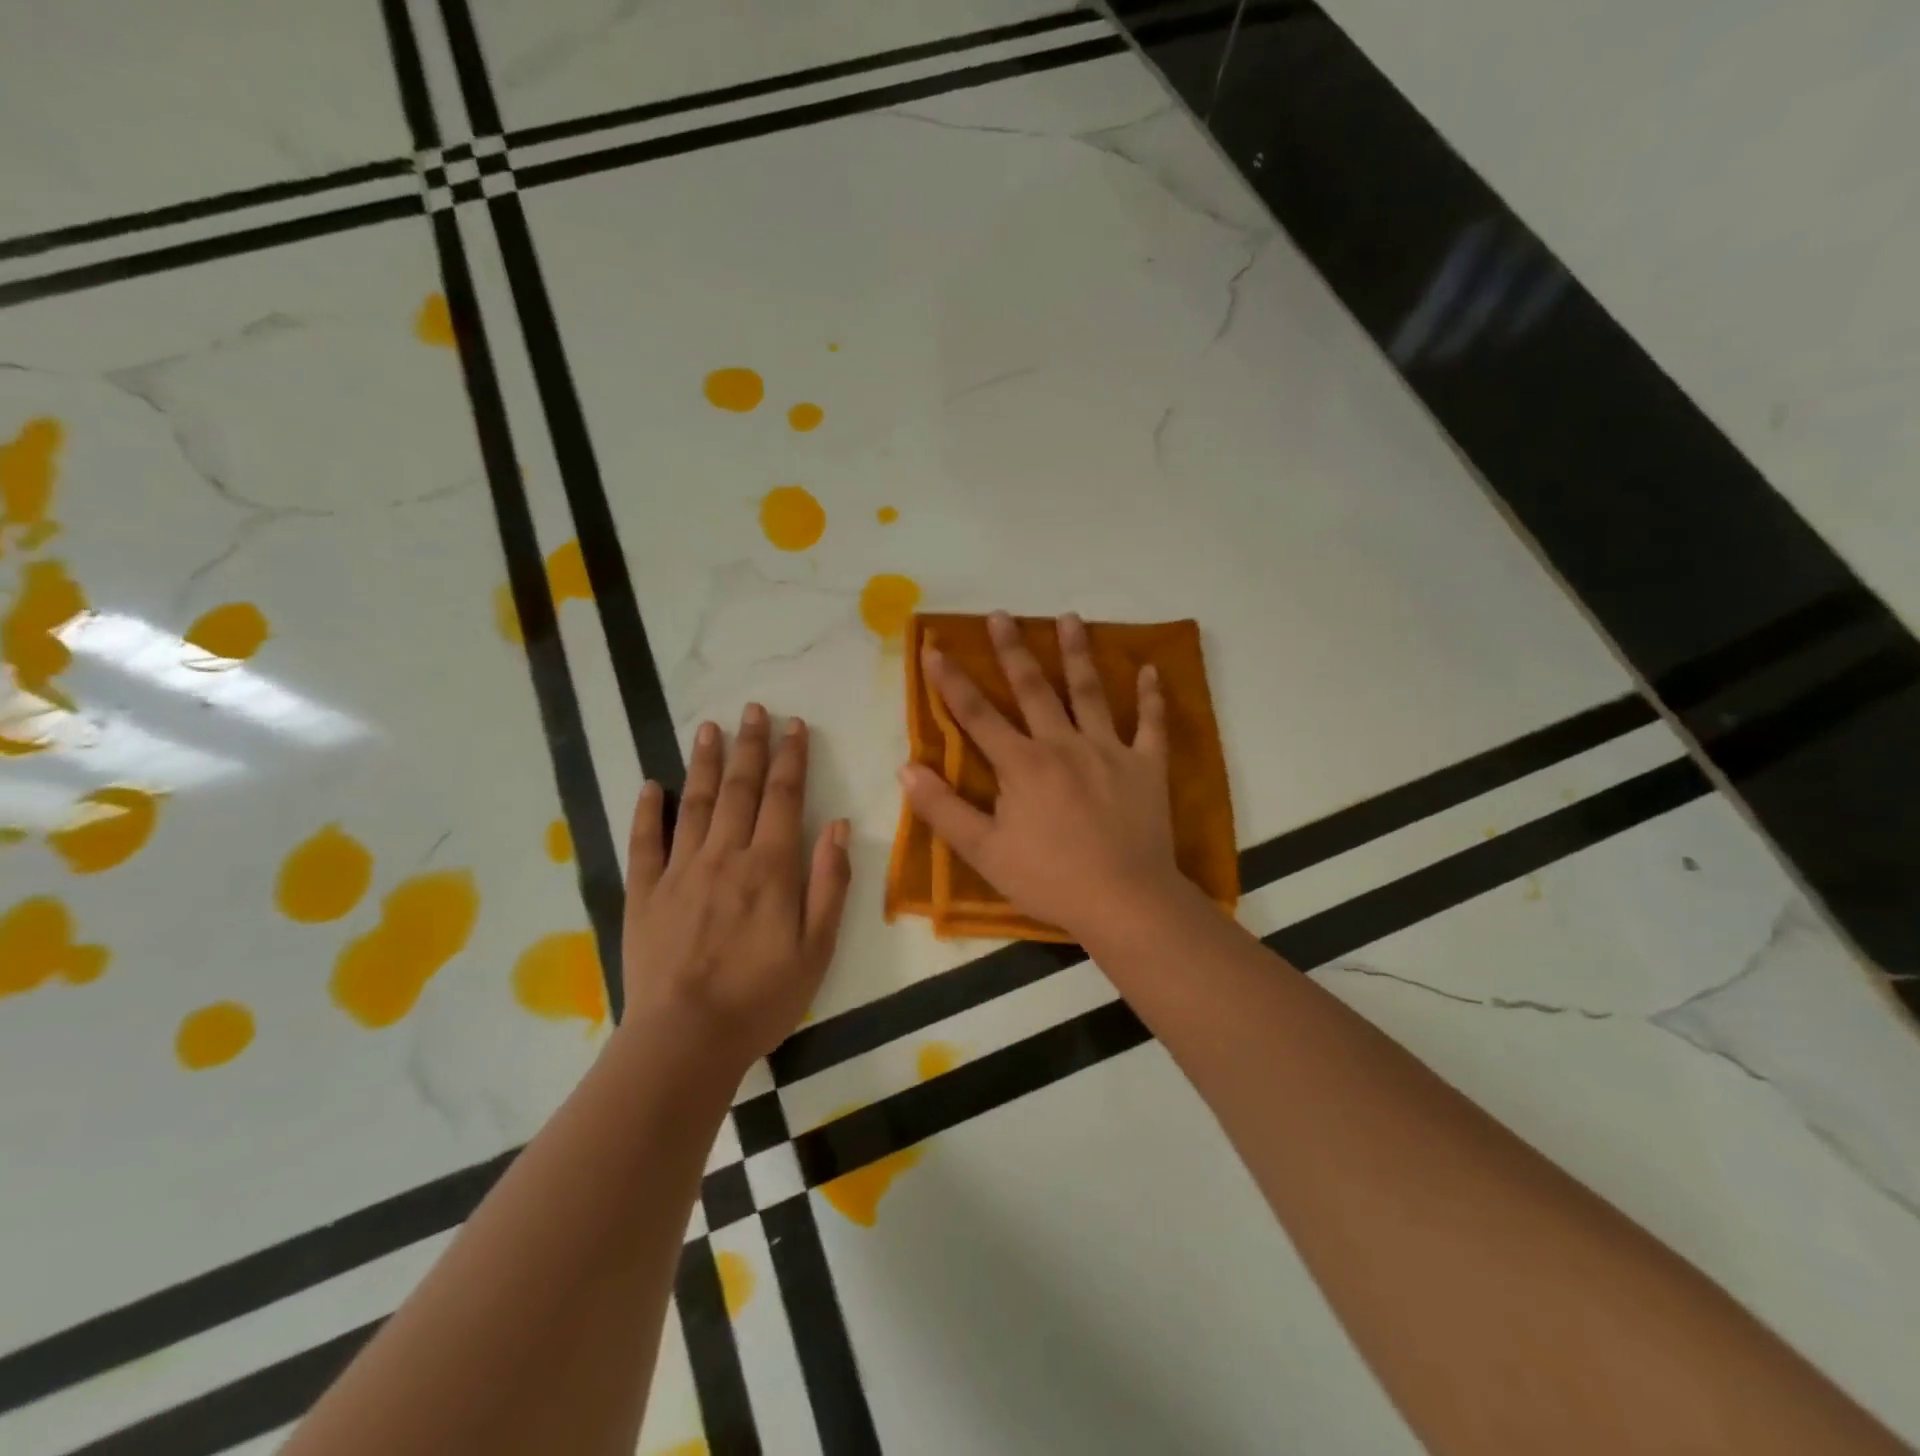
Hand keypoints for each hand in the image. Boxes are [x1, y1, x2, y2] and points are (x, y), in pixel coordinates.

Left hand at [622, 704, 851, 1067]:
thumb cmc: (762, 999)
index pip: (784, 798)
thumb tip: (838, 826)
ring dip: (703, 762)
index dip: (791, 758)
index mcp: (770, 868)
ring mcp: (679, 872)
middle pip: (739, 789)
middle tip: (753, 709)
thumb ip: (830, 883)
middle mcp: (724, 856)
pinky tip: (650, 785)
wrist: (685, 1041)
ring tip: (707, 727)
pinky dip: (647, 811)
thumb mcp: (817, 949)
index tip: (794, 726)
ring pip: (693, 803)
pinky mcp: (643, 894)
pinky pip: (644, 843)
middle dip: (749, 746)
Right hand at [898, 611, 1187, 941]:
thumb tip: (906, 768)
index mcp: (1022, 764)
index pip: (978, 715)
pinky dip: (1151, 696)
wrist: (1124, 901)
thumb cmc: (1049, 879)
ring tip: (1069, 618)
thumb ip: (943, 809)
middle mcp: (1063, 744)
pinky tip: (1150, 669)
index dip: (952, 682)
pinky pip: (1151, 724)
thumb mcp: (984, 852)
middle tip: (1002, 615)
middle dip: (1013, 650)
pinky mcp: (1146, 766)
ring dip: (1078, 653)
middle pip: (1034, 689)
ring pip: (1091, 692)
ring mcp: (1109, 751)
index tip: (935, 648)